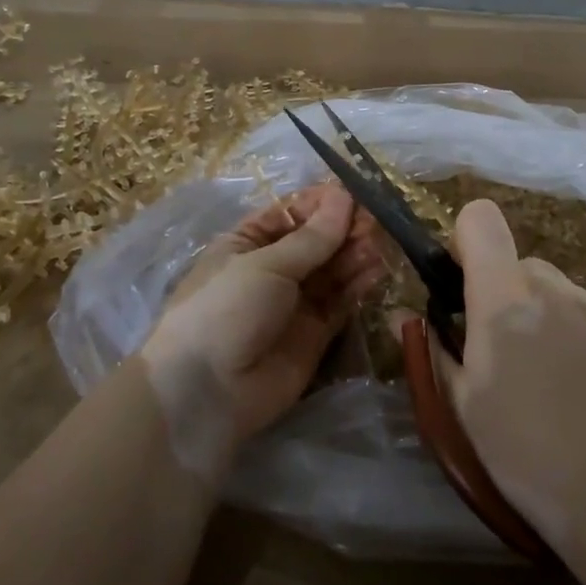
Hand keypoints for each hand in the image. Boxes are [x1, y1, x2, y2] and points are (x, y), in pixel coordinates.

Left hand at [141, 185, 381, 477]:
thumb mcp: (266, 265)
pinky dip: (357, 285)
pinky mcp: (315, 334)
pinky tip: (376, 269)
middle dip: (343, 228)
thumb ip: (312, 238)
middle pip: (315, 241)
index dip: (321, 203)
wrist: (207, 391)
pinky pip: (340, 302)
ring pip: (331, 270)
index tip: (353, 193)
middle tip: (373, 220)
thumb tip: (344, 198)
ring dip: (354, 253)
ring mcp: (294, 302)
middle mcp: (272, 269)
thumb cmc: (226, 308)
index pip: (290, 213)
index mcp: (247, 243)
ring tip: (377, 242)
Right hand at [412, 199, 585, 558]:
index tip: (460, 287)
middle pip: (516, 261)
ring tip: (544, 374)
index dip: (465, 242)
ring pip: (553, 288)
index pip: (480, 220)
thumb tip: (406, 317)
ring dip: (537, 312)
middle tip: (499, 348)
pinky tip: (580, 387)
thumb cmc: (528, 457)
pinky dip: (572, 332)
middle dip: (500, 291)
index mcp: (504, 302)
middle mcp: (553, 290)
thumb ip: (435, 350)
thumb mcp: (463, 409)